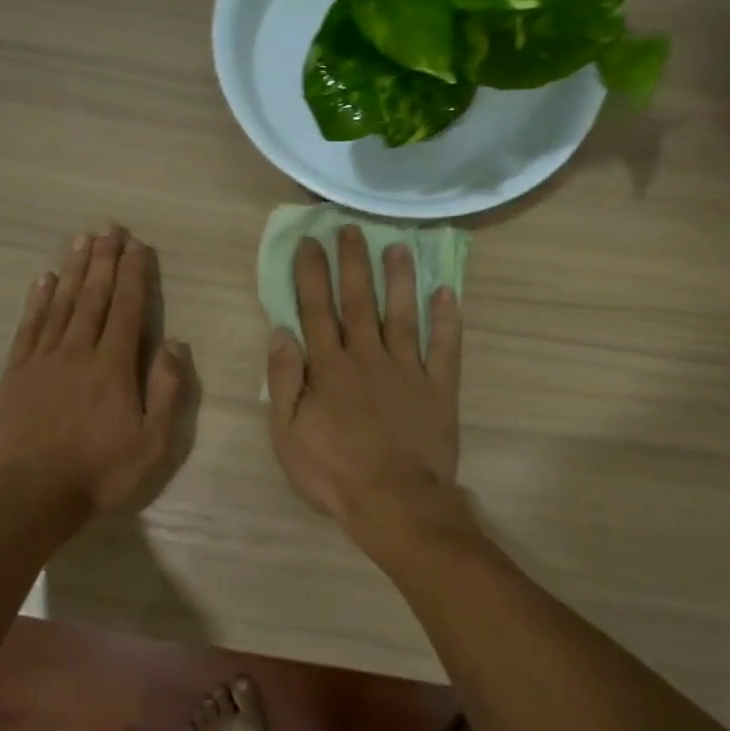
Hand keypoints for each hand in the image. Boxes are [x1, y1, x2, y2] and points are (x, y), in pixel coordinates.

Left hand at [0, 226, 194, 516]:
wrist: (32, 495)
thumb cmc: (100, 472)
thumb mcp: (153, 443)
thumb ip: (167, 391)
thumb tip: (174, 344)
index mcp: (113, 367)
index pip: (127, 309)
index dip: (133, 274)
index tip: (137, 245)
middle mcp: (78, 351)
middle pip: (93, 296)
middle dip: (104, 260)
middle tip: (109, 227)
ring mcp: (43, 359)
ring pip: (61, 303)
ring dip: (73, 269)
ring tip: (81, 240)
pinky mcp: (16, 372)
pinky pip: (29, 326)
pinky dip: (37, 300)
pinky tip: (43, 279)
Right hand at [267, 227, 462, 526]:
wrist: (394, 501)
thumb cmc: (333, 472)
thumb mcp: (287, 434)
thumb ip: (283, 380)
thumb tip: (281, 332)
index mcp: (329, 368)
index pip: (316, 310)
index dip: (311, 274)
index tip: (309, 242)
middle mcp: (368, 357)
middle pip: (358, 301)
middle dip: (352, 262)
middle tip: (351, 229)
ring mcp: (408, 370)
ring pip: (402, 314)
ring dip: (399, 279)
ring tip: (398, 246)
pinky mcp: (439, 388)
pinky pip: (444, 347)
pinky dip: (447, 319)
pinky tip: (447, 292)